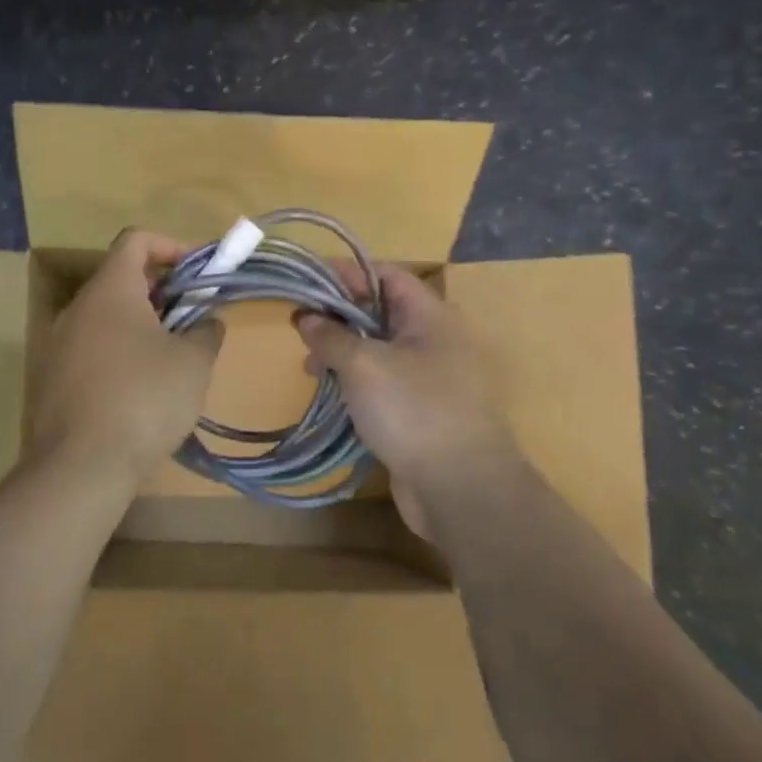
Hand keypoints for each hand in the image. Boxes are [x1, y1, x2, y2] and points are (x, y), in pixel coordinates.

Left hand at [26, 228, 223, 487]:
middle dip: (161, 293)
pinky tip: (139, 391)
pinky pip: (91, 350)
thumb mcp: (193, 363)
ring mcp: (57, 345)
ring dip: (140, 326)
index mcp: (110, 290)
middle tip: (191, 320)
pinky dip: (118, 354)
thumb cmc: (144, 400)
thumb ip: (206, 332)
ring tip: (171, 359)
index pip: (135, 240)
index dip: (170, 246)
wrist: (81, 466)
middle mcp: (77, 308)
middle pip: (120, 280)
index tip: (197, 273)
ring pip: (105, 318)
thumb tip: (207, 322)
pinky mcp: (51, 379)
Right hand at [296, 265, 518, 537]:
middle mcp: (435, 339)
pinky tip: (332, 395)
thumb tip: (305, 317)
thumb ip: (330, 336)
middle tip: (301, 329)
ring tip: (310, 368)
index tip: (306, 282)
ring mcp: (431, 377)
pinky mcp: (422, 410)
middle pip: (380, 312)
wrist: (460, 488)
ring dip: (344, 353)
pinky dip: (357, 382)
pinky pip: (384, 383)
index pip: (386, 275)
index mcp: (431, 316)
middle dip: (338, 317)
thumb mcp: (363, 365)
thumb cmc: (413, 410)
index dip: (346, 273)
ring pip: (379, 350)